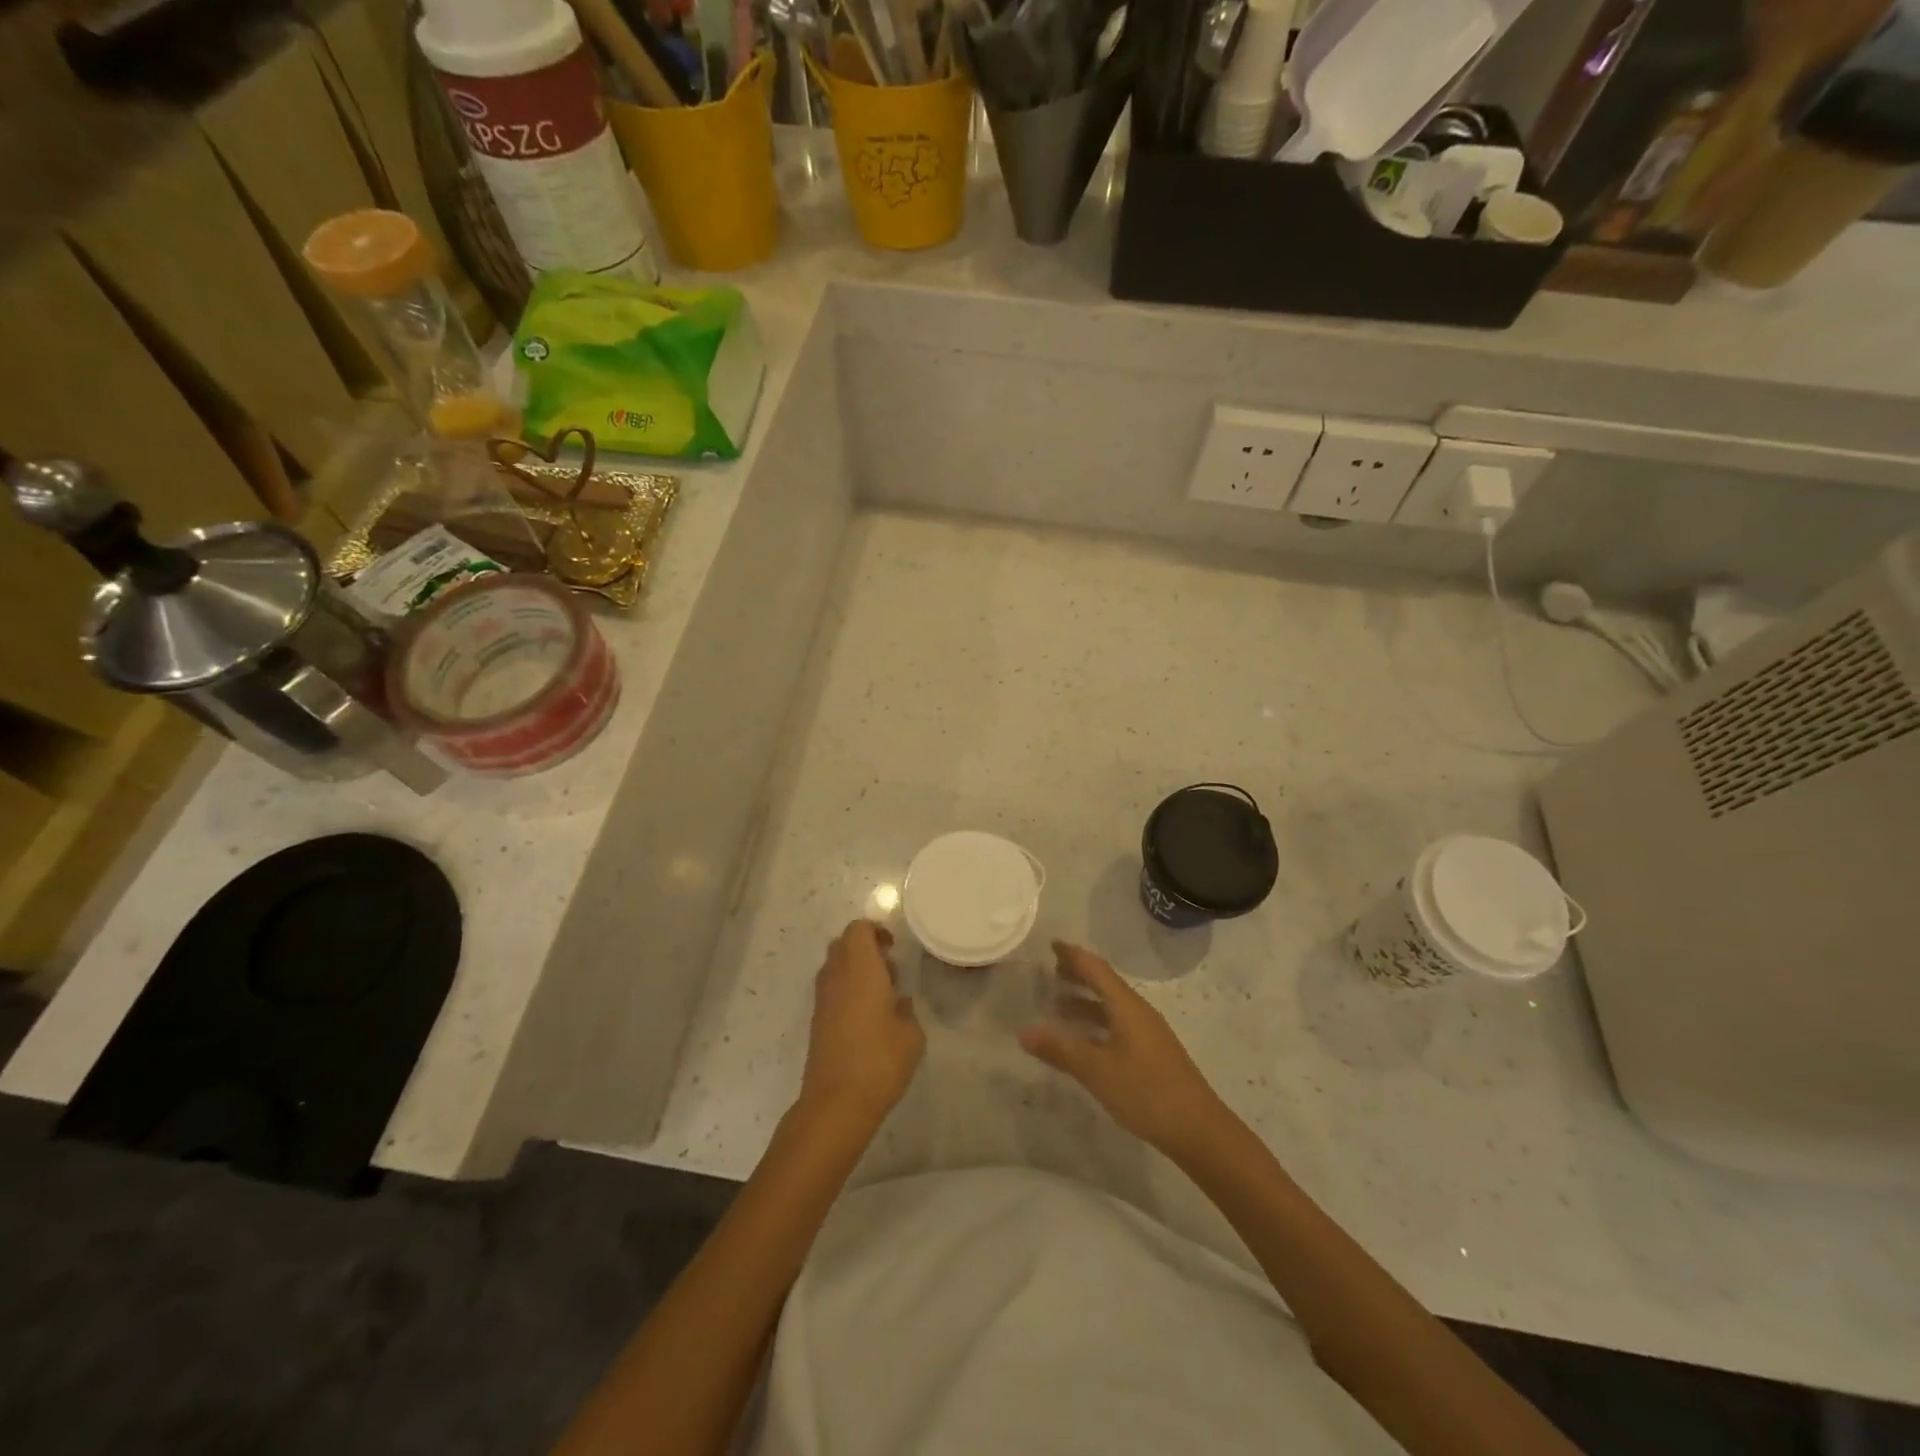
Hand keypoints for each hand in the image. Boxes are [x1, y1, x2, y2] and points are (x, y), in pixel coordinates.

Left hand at [799, 920, 924, 1132]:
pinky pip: (832, 988)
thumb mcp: (911, 1034)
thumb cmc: (880, 1061)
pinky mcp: (817, 1020)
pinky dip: (847, 989)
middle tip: (890, 968)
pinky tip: (867, 1016)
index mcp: (860, 969)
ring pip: (835, 966)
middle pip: (843, 944)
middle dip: (865, 947)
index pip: (858, 930)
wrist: (837, 1103)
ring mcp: (822, 998)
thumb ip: (905, 1009)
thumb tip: (896, 1001)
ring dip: (855, 969)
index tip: (893, 946)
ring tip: (882, 993)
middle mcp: (836, 976)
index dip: (875, 931)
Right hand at [1020, 941, 1225, 1156]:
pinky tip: (1083, 1041)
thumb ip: (1060, 1050)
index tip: (1051, 944)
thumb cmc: (1146, 1092)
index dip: (1073, 955)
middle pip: (1105, 984)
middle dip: (1078, 975)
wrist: (1198, 1129)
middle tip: (1050, 971)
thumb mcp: (1096, 1071)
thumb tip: (1023, 1030)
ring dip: (1086, 1002)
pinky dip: (1096, 1023)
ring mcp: (1147, 1033)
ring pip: (1111, 1006)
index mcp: (1127, 1006)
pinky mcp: (1151, 1052)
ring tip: (1057, 1007)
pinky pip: (1117, 1024)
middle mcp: (1138, 1012)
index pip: (1096, 969)